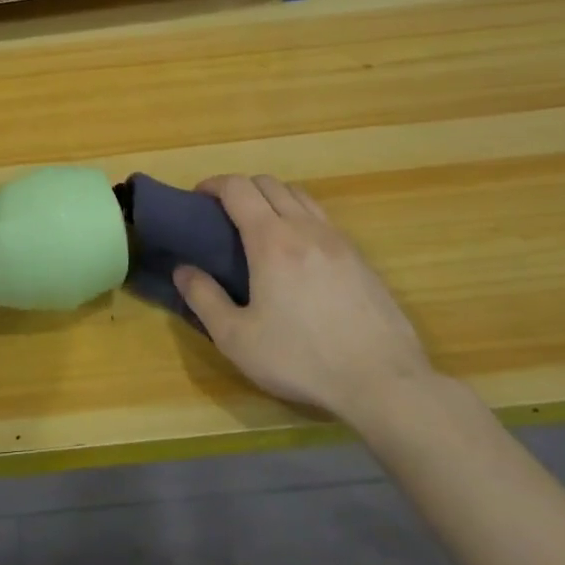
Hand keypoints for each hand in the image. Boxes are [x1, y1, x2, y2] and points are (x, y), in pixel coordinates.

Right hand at [175, 175, 433, 423]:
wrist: (382, 381)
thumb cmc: (301, 359)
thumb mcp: (237, 338)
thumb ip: (204, 299)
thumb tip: (183, 270)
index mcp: (271, 240)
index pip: (239, 188)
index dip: (214, 184)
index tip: (198, 198)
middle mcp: (305, 228)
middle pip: (270, 184)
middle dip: (241, 188)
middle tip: (224, 214)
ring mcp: (338, 241)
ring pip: (301, 196)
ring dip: (274, 198)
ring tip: (260, 227)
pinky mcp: (361, 258)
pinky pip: (323, 219)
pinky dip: (300, 216)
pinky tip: (297, 252)